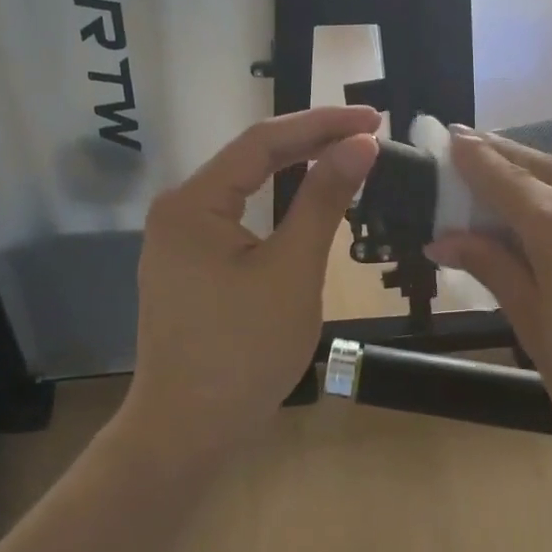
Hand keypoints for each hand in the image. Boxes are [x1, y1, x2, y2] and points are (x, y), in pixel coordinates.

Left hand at [119, 106, 379, 462]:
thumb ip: (324, 200)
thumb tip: (360, 144)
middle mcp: (179, 208)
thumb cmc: (243, 352)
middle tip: (368, 132)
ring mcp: (179, 238)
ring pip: (246, 186)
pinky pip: (239, 215)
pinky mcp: (189, 263)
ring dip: (295, 168)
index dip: (321, 124)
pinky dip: (277, 202)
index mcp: (193, 201)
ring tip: (345, 153)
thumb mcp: (292, 270)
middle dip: (311, 141)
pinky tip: (307, 196)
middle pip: (251, 158)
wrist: (187, 434)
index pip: (263, 140)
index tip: (372, 118)